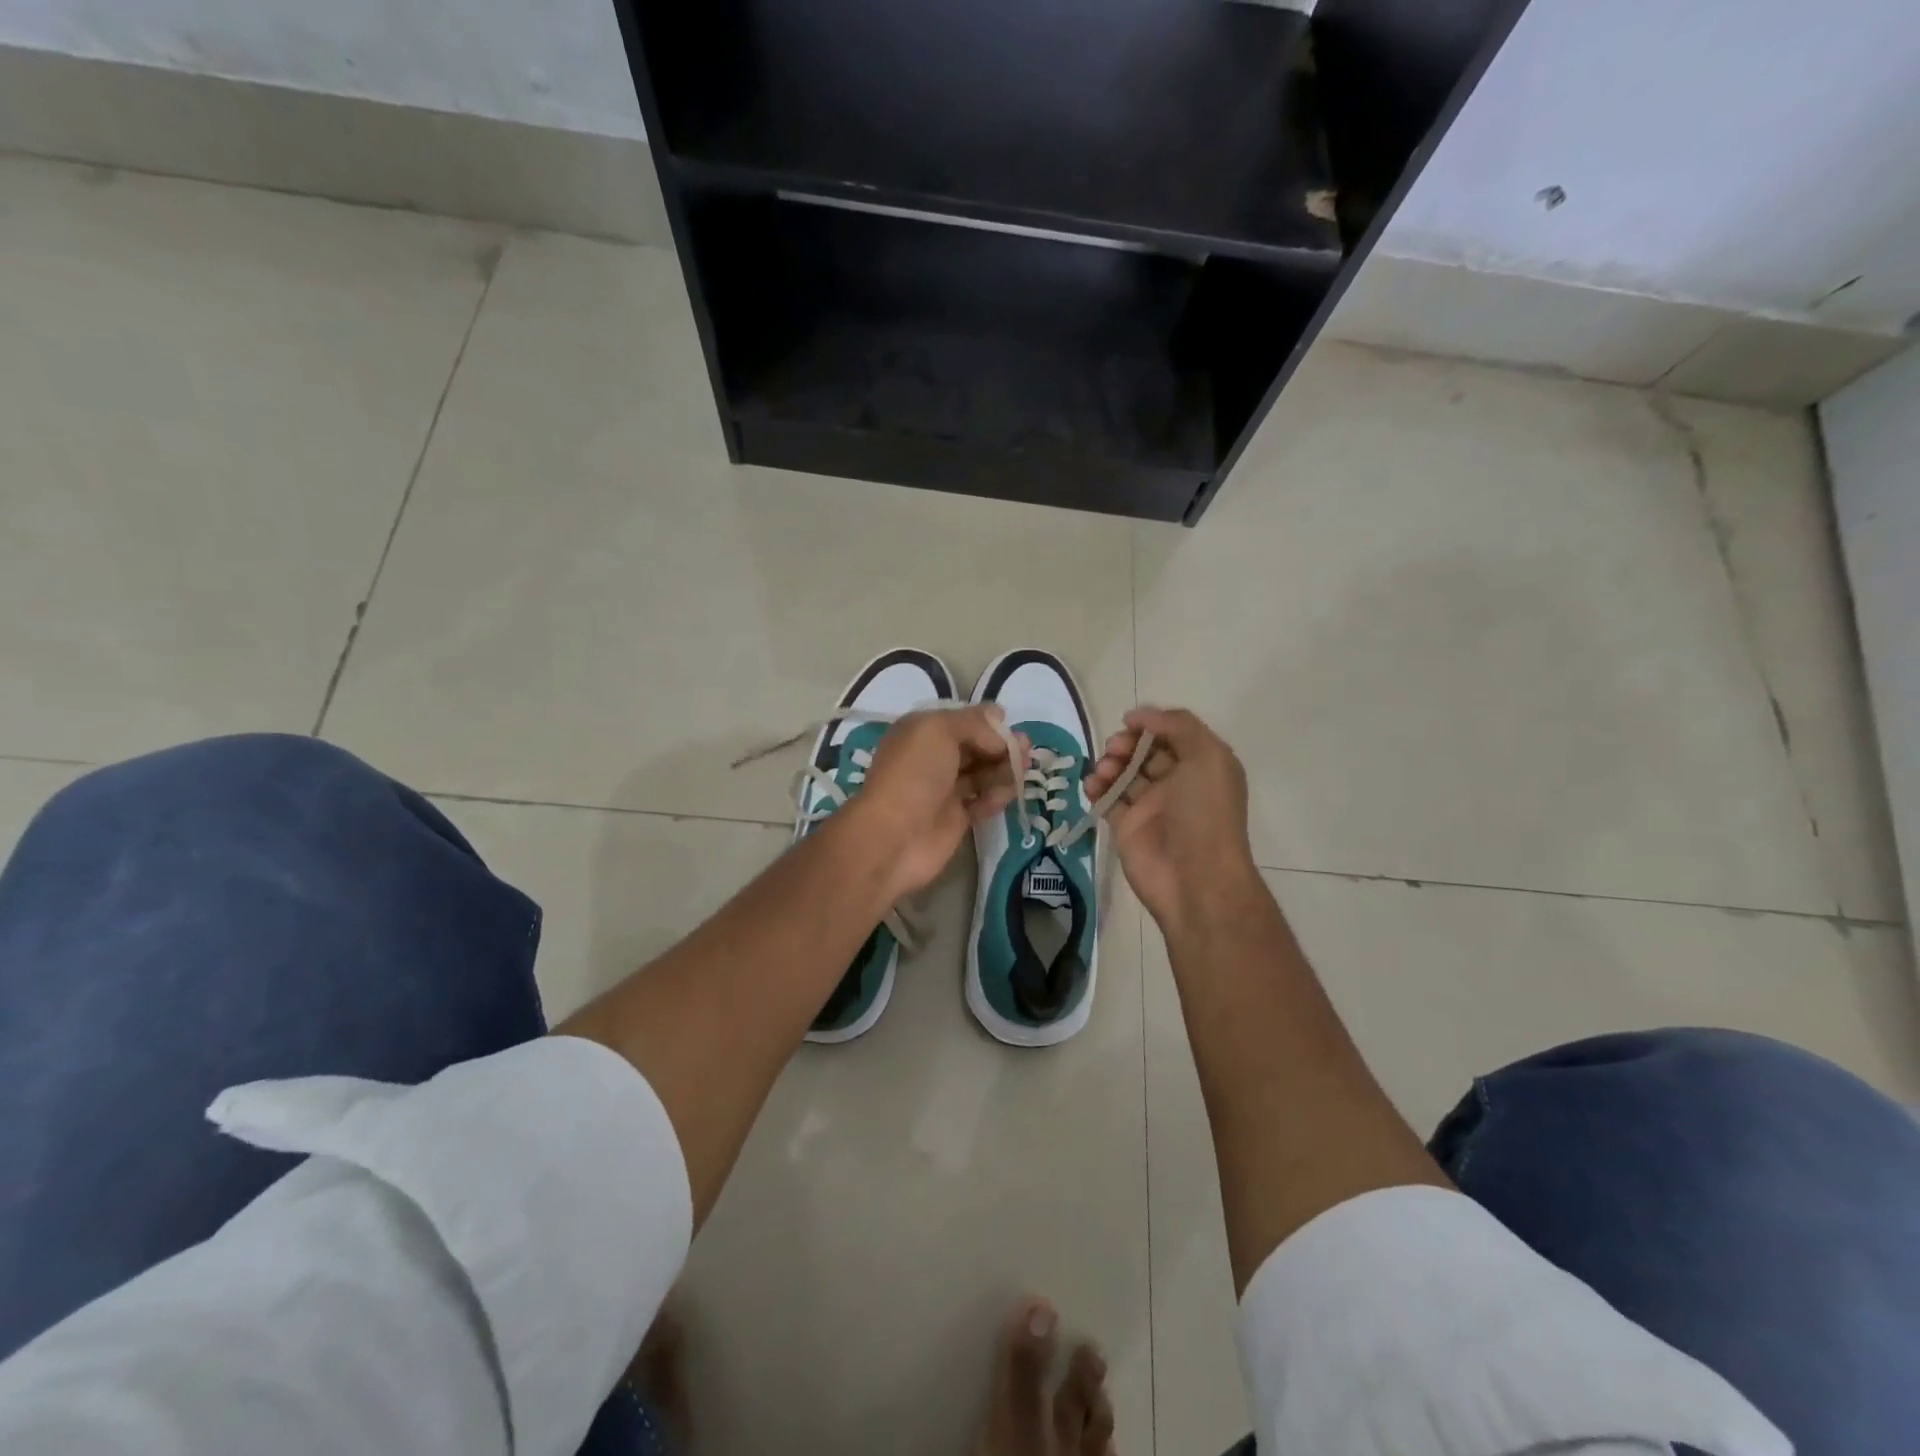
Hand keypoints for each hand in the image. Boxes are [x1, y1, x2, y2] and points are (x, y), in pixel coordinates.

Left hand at [844, 706, 1021, 899]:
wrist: (894, 836)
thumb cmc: (914, 774)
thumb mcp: (939, 730)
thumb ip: (974, 723)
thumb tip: (999, 719)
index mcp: (922, 732)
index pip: (961, 721)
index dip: (986, 723)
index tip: (1009, 726)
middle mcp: (932, 758)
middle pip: (975, 747)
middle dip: (1001, 746)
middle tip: (1027, 749)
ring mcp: (944, 790)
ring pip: (981, 774)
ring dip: (1004, 769)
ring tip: (1025, 769)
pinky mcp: (956, 819)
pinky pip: (982, 802)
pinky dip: (997, 796)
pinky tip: (1009, 794)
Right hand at [1083, 706, 1261, 934]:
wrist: (1195, 878)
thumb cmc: (1205, 813)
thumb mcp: (1207, 756)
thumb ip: (1178, 726)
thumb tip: (1141, 717)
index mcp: (1202, 766)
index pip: (1172, 734)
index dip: (1151, 724)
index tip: (1129, 722)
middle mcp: (1178, 783)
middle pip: (1145, 751)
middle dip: (1126, 743)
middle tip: (1115, 748)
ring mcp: (1151, 806)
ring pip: (1124, 773)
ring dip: (1109, 763)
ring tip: (1103, 771)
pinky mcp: (1127, 827)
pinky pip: (1107, 799)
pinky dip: (1096, 787)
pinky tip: (1091, 785)